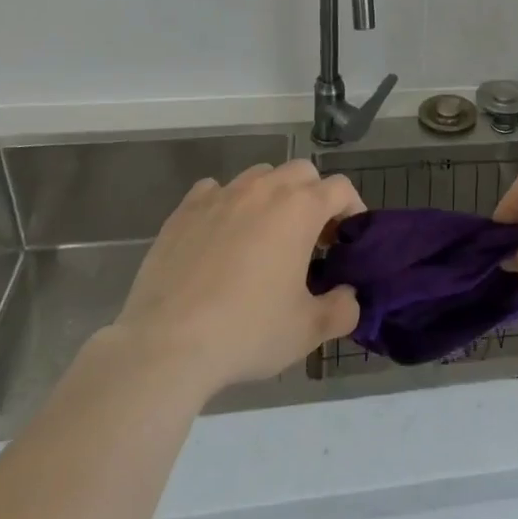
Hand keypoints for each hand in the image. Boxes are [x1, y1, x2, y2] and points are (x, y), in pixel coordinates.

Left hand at [110, 159, 364, 400]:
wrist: (165, 346)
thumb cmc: (246, 332)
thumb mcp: (308, 331)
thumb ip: (342, 309)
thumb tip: (349, 297)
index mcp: (300, 209)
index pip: (340, 188)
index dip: (352, 209)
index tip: (346, 240)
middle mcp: (263, 190)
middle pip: (302, 172)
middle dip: (313, 196)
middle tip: (310, 237)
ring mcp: (221, 196)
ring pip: (259, 176)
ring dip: (272, 196)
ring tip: (265, 235)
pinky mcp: (184, 211)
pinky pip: (214, 191)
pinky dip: (226, 204)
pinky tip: (221, 235)